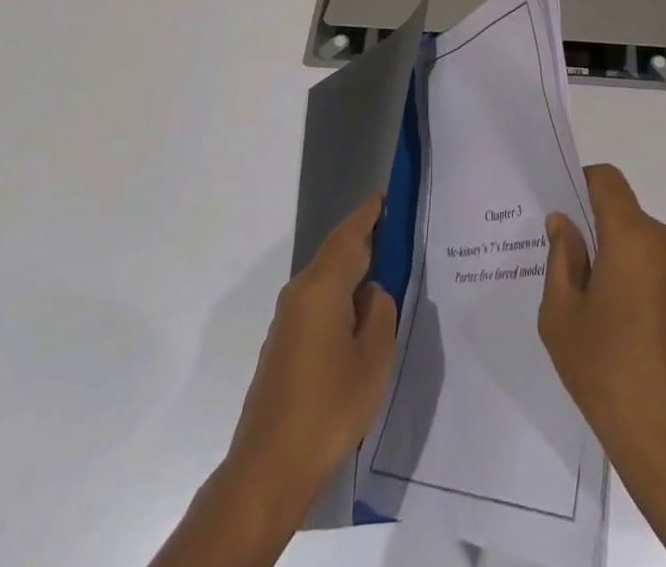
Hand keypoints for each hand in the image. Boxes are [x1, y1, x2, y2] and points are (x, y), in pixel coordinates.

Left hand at [230, 194, 397, 495]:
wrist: (268, 468)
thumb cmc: (329, 407)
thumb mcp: (373, 357)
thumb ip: (380, 311)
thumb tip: (371, 292)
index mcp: (322, 286)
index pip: (350, 235)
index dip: (369, 214)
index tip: (387, 196)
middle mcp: (300, 292)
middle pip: (336, 252)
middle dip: (363, 239)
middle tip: (396, 233)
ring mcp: (287, 318)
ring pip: (326, 279)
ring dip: (352, 270)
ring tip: (384, 272)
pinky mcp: (283, 343)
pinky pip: (318, 302)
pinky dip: (340, 295)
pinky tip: (358, 316)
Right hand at [541, 165, 665, 566]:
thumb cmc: (611, 375)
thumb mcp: (563, 317)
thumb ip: (561, 260)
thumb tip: (563, 224)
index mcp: (634, 236)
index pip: (606, 179)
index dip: (579, 183)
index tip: (558, 211)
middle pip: (623, 214)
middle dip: (592, 230)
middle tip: (561, 266)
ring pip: (639, 244)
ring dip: (614, 258)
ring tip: (587, 305)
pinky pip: (657, 271)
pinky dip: (634, 281)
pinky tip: (616, 328)